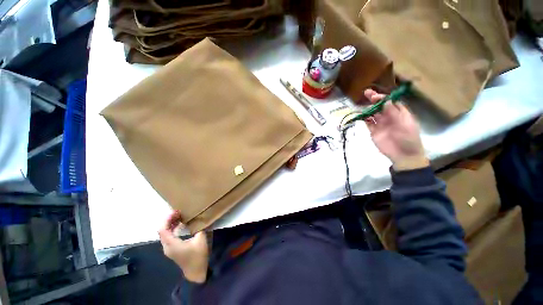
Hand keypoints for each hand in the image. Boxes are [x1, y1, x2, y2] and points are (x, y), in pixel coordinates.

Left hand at [159, 211, 208, 282]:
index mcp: (171, 244)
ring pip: (164, 233)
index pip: (162, 229)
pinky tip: (181, 225)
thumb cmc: (198, 256)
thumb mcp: (201, 239)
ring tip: (180, 216)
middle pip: (162, 230)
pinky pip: (168, 236)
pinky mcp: (172, 250)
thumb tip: (201, 217)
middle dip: (169, 220)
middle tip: (179, 212)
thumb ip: (200, 227)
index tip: (176, 211)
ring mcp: (168, 249)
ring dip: (171, 224)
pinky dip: (173, 229)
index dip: (167, 219)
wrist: (196, 272)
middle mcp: (167, 246)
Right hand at [363, 89, 428, 170]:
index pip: (391, 102)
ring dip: (368, 109)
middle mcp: (390, 117)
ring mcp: (381, 124)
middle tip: (366, 93)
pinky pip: (368, 123)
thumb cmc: (408, 138)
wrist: (403, 155)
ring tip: (363, 107)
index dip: (383, 98)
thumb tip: (385, 100)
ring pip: (373, 114)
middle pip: (381, 106)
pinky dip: (365, 119)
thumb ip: (394, 112)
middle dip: (374, 100)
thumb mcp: (404, 124)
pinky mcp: (374, 132)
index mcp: (400, 113)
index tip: (375, 96)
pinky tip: (361, 116)